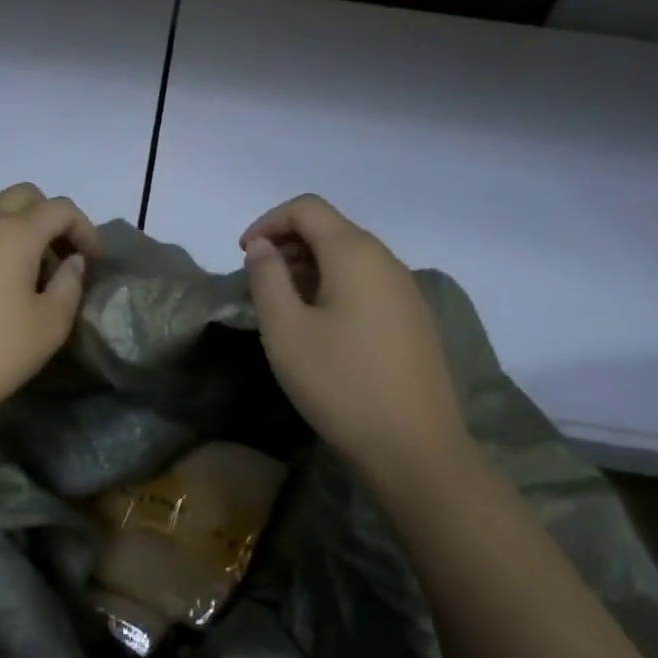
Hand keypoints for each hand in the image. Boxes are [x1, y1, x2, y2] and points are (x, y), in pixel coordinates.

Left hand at [0, 183, 99, 429]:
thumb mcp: (50, 325)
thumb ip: (70, 284)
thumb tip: (71, 261)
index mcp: (15, 233)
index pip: (60, 208)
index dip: (85, 228)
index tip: (93, 260)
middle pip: (23, 195)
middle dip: (49, 216)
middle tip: (60, 255)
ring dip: (16, 224)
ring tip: (25, 266)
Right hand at [241, 194, 470, 480]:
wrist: (414, 449)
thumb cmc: (340, 383)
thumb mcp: (285, 330)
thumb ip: (267, 277)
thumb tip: (262, 247)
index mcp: (355, 253)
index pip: (307, 208)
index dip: (268, 221)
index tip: (243, 255)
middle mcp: (387, 261)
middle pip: (331, 228)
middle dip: (288, 243)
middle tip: (258, 280)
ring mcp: (406, 292)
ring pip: (350, 257)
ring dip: (310, 266)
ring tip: (283, 303)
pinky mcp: (414, 320)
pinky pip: (367, 284)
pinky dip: (334, 286)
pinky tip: (320, 326)